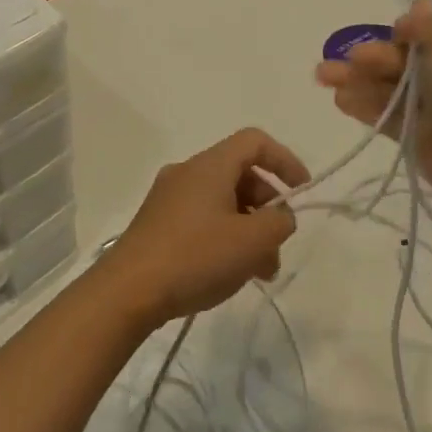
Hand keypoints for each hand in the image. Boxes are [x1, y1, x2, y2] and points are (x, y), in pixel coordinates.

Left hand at [91, 129, 310, 330]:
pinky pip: (202, 217)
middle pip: (239, 173)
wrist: (129, 289)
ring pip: (222, 200)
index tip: (302, 192)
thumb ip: (278, 223)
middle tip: (279, 245)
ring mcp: (169, 196)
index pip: (255, 141)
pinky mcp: (158, 222)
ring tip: (261, 270)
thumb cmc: (195, 256)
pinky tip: (230, 272)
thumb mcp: (251, 242)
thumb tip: (280, 216)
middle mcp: (188, 171)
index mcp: (210, 165)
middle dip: (267, 206)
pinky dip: (224, 235)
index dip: (284, 161)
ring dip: (248, 227)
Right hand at [315, 0, 431, 213]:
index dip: (400, 36)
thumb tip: (419, 3)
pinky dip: (364, 106)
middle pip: (402, 62)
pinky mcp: (419, 140)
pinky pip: (386, 117)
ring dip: (357, 80)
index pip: (426, 37)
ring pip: (389, 89)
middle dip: (371, 58)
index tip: (386, 35)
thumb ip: (424, 27)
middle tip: (347, 60)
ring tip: (323, 77)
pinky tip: (339, 100)